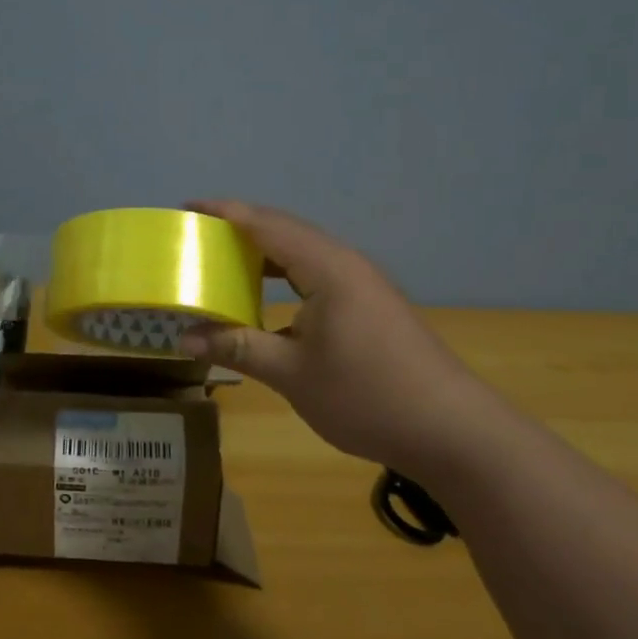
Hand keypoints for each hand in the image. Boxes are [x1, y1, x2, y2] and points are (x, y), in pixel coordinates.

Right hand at [179, 200, 508, 478]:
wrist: (452, 430)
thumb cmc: (367, 396)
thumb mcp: (292, 374)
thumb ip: (237, 348)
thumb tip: (185, 337)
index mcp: (327, 268)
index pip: (266, 225)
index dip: (225, 213)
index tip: (187, 207)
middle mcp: (345, 264)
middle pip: (286, 230)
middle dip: (241, 227)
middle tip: (198, 234)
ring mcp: (362, 283)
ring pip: (304, 252)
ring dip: (264, 251)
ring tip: (224, 258)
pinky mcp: (370, 304)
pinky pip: (317, 272)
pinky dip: (285, 274)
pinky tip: (268, 295)